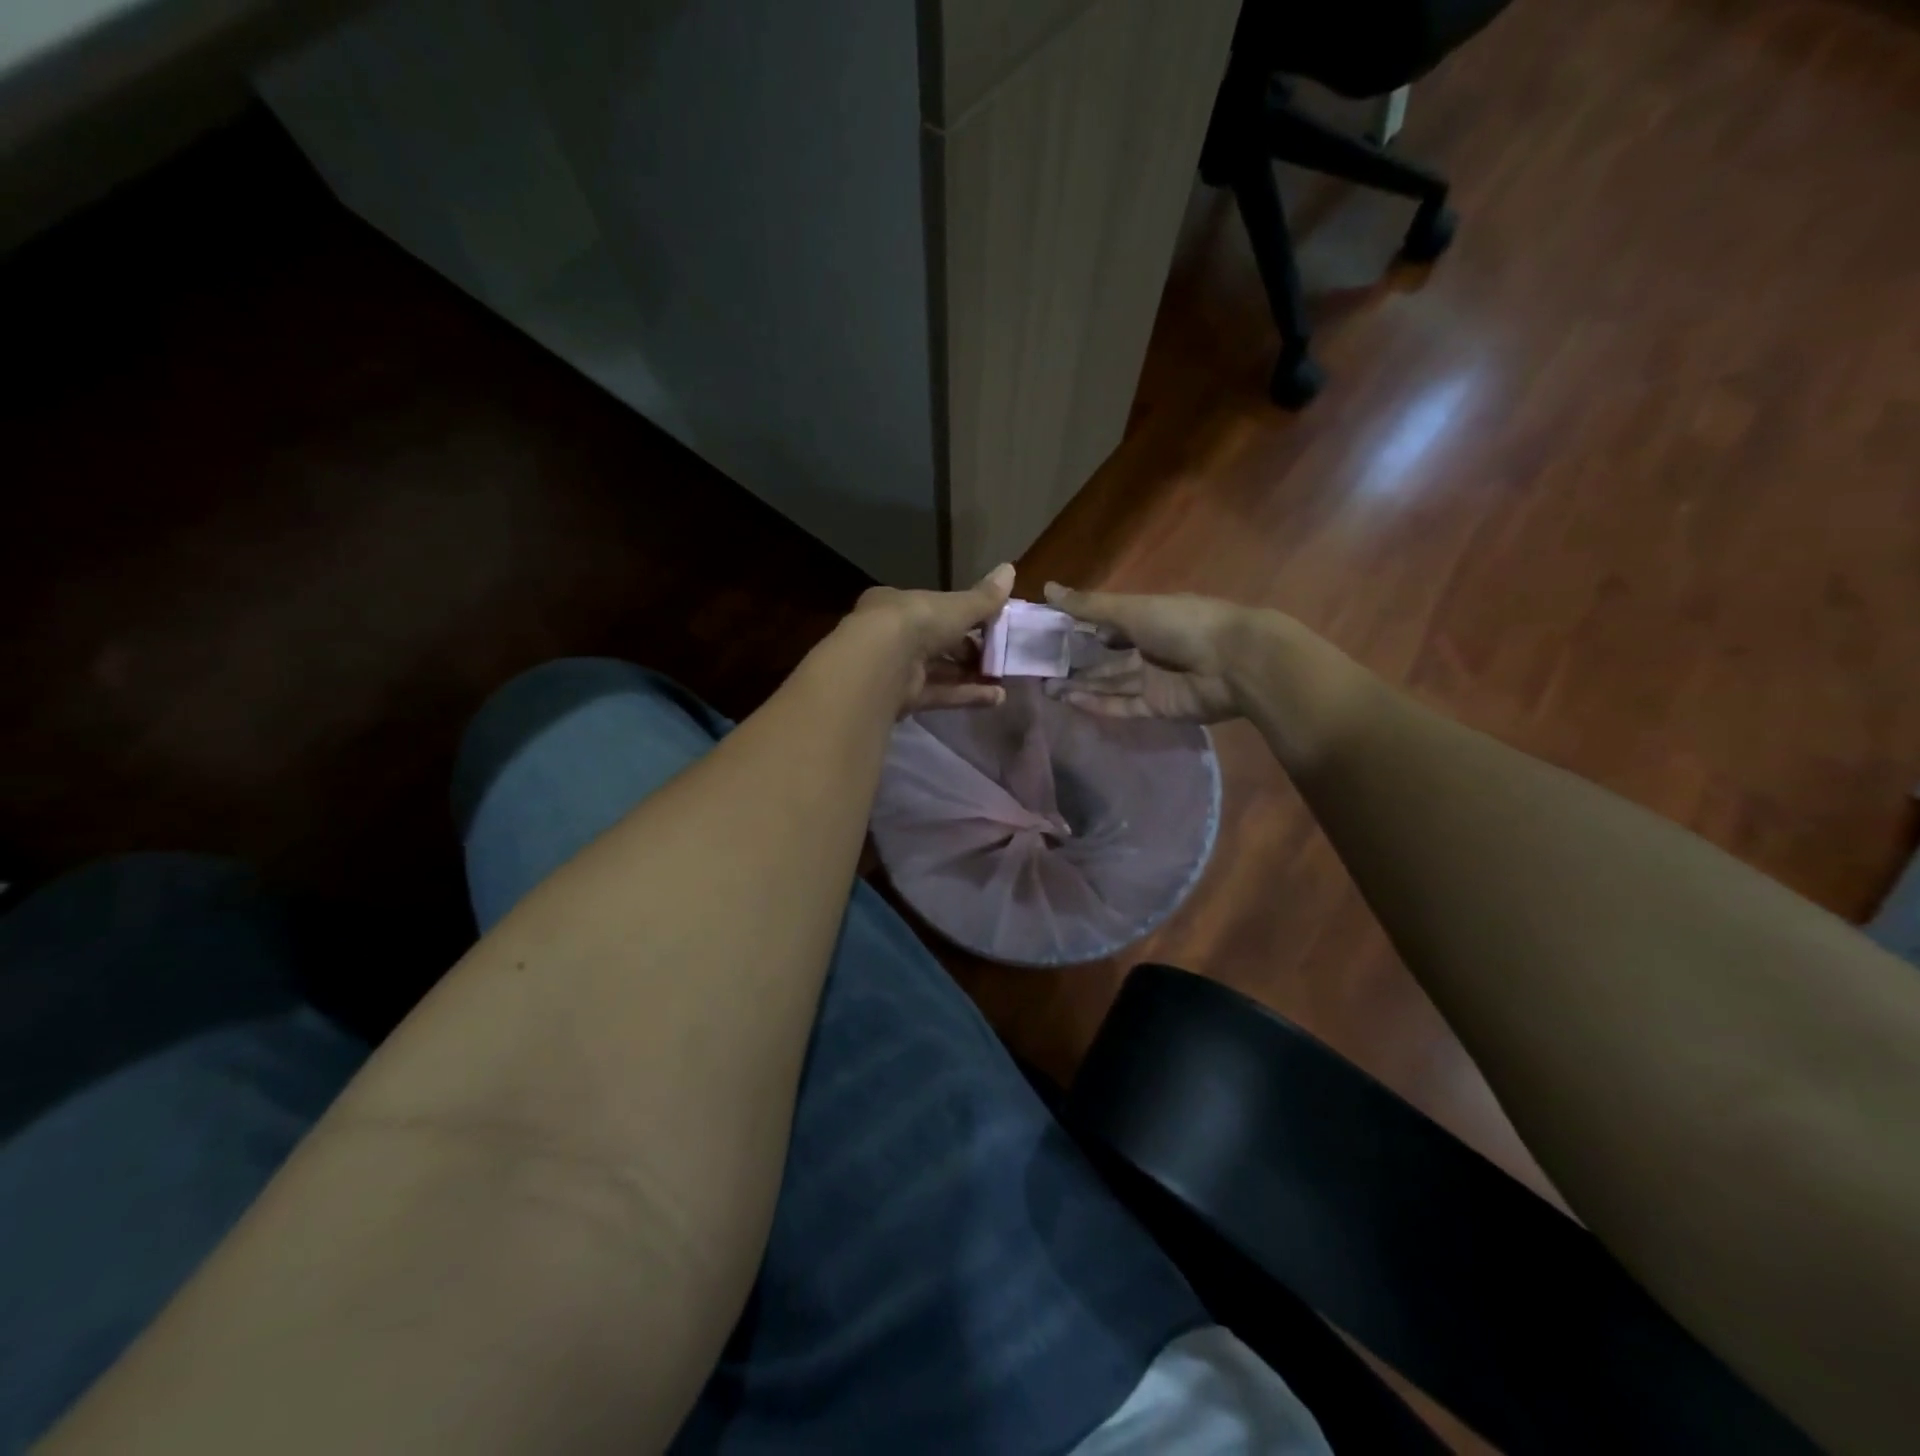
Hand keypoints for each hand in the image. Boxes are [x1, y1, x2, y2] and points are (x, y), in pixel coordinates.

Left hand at [844, 564, 1015, 714]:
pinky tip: (996, 698)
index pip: (933, 608)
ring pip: (939, 671)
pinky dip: (966, 695)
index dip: (962, 616)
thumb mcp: (957, 606)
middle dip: (969, 650)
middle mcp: (893, 635)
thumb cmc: (917, 622)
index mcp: (898, 605)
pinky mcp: (903, 698)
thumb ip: (984, 597)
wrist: (881, 663)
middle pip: (937, 642)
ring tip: (1003, 680)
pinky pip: (939, 694)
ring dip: (971, 675)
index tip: (990, 625)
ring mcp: (896, 669)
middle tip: (999, 655)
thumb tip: (1010, 569)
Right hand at [1040, 583, 1255, 722]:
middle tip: (1040, 668)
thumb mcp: (1131, 609)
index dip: (1080, 628)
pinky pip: (1122, 706)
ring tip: (1046, 687)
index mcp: (1147, 618)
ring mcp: (1154, 680)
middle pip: (1106, 658)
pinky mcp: (1158, 707)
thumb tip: (1046, 589)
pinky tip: (1070, 701)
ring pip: (1110, 683)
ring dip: (1081, 685)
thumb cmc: (1183, 624)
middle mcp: (1149, 648)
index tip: (1048, 633)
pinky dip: (1098, 704)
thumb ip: (1089, 605)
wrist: (1235, 662)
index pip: (1108, 623)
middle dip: (1076, 663)